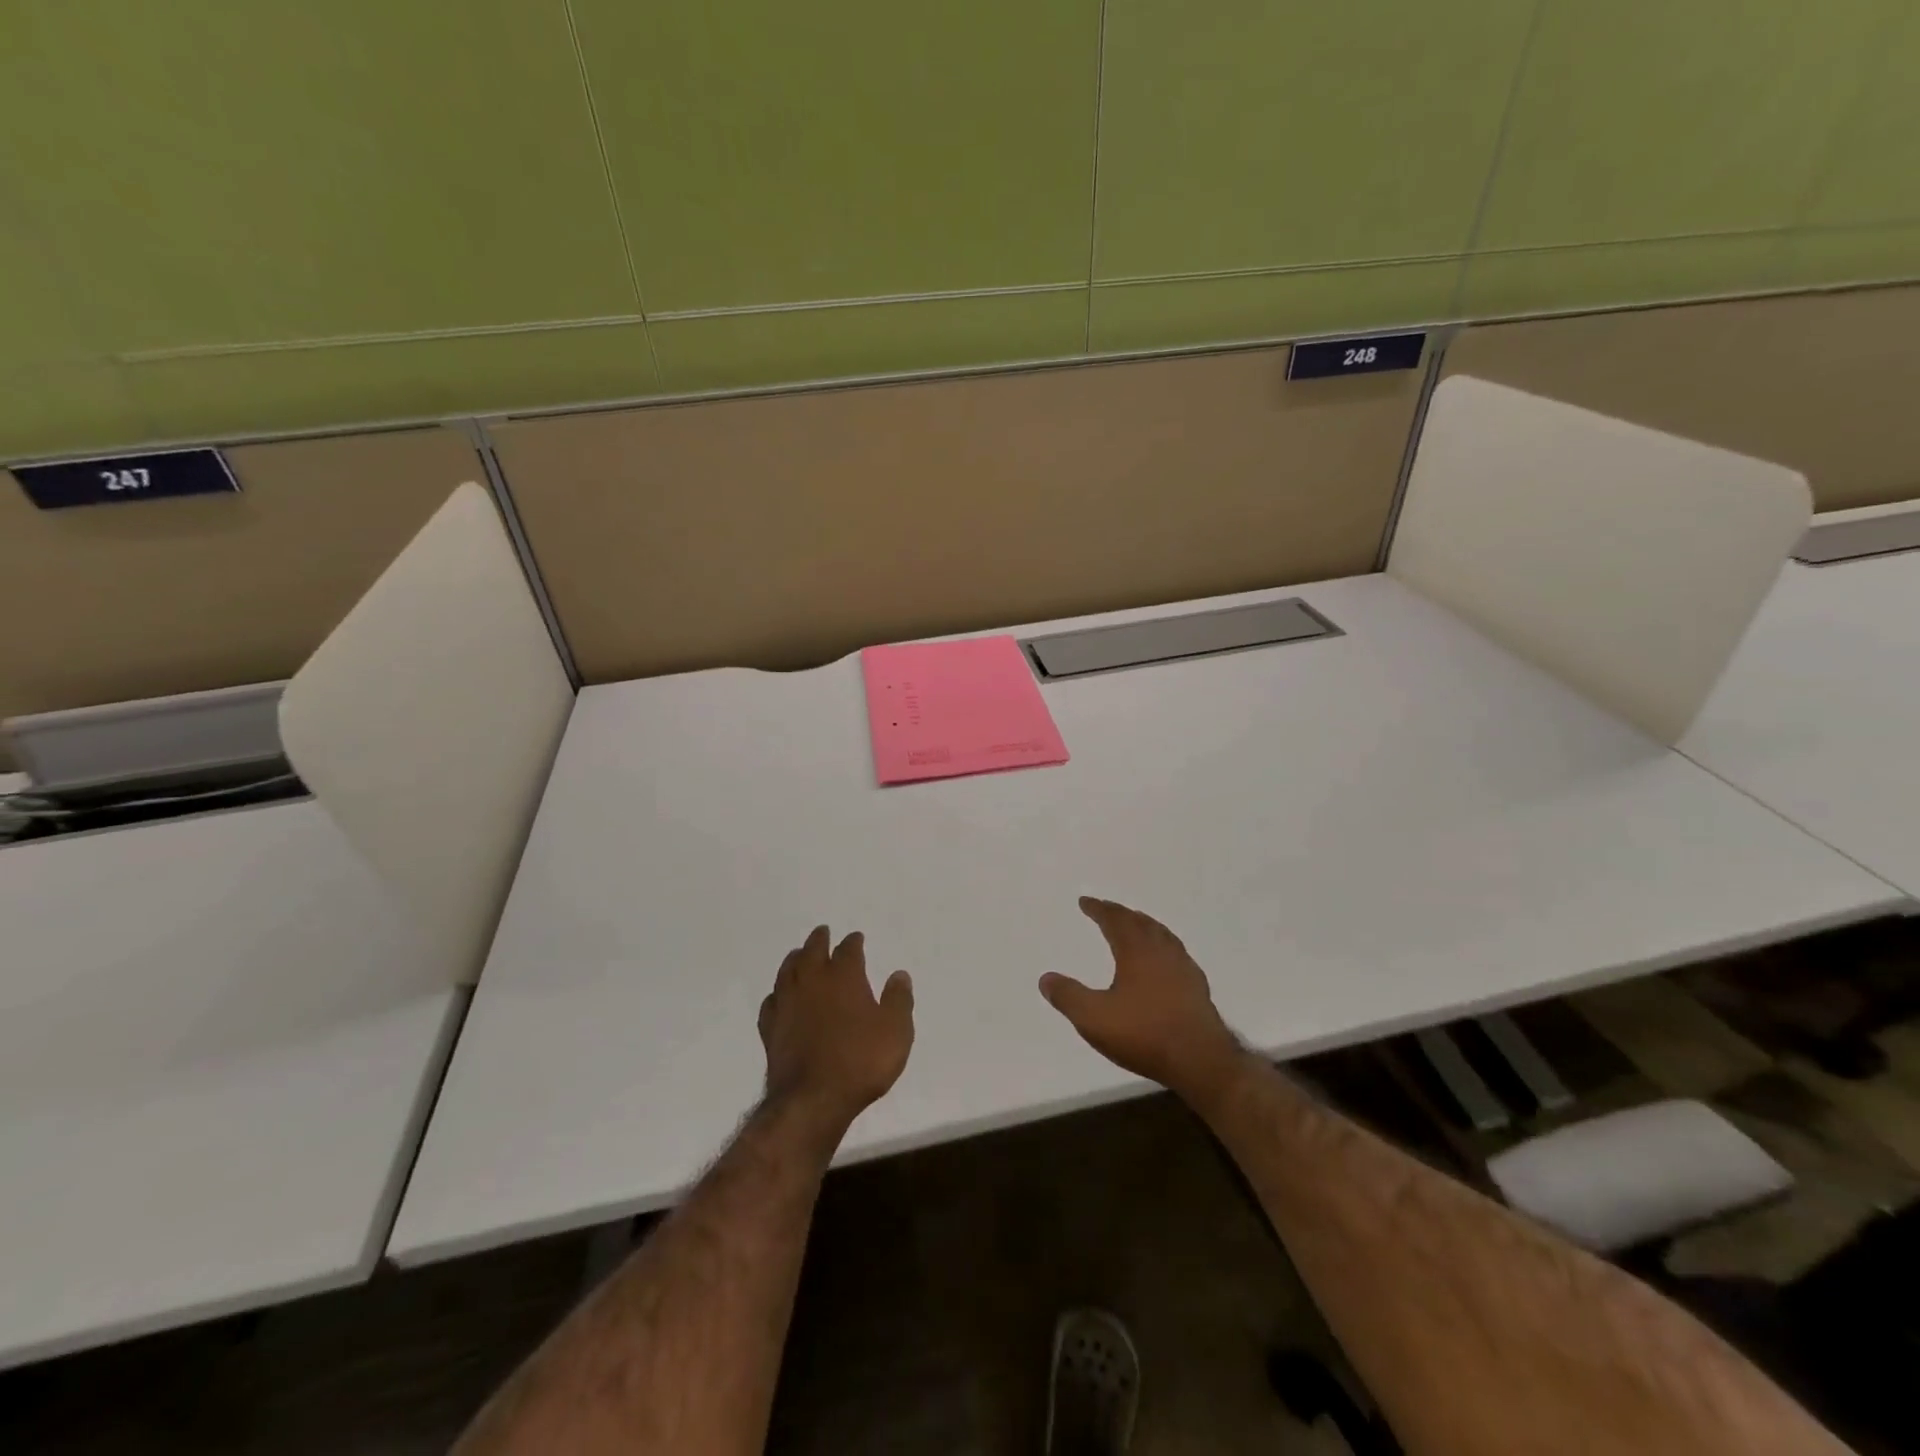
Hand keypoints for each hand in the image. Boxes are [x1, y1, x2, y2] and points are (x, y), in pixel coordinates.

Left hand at [759, 926, 914, 1130]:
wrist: (812, 1099)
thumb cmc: (861, 1061)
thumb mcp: (896, 1031)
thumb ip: (898, 1000)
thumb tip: (899, 974)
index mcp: (844, 977)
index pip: (848, 950)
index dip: (853, 942)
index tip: (856, 938)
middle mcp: (813, 981)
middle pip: (813, 951)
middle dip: (819, 940)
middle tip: (822, 932)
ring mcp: (788, 1004)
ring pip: (788, 971)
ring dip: (795, 959)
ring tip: (798, 954)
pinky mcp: (770, 1029)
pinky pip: (771, 1002)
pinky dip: (777, 994)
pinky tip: (779, 997)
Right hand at [1041, 897, 1247, 1107]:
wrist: (1200, 1060)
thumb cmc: (1144, 1034)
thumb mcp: (1094, 1018)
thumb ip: (1068, 997)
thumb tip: (1046, 978)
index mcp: (1136, 950)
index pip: (1115, 920)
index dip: (1099, 909)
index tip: (1085, 902)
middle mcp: (1162, 951)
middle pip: (1140, 922)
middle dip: (1121, 913)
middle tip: (1107, 909)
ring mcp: (1184, 968)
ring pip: (1162, 935)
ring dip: (1145, 926)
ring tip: (1136, 926)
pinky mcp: (1197, 988)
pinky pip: (1176, 954)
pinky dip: (1163, 947)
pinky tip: (1164, 962)